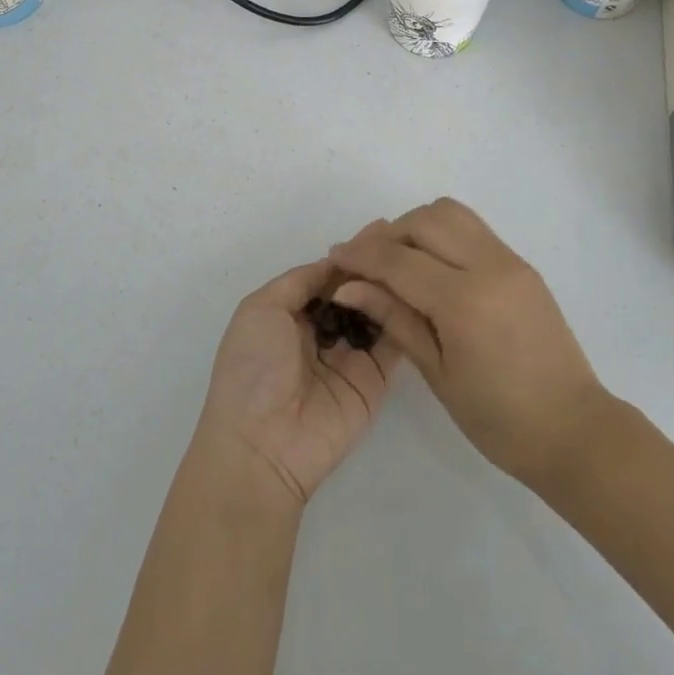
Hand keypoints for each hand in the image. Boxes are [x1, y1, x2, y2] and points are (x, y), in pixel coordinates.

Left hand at [193, 257, 402, 509]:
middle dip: (374, 266)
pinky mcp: (373, 381)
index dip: (348, 255)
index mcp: (290, 314)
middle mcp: (321, 332)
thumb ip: (300, 281)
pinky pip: (392, 343)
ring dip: (391, 287)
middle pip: (354, 291)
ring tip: (416, 258)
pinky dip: (404, 318)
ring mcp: (350, 356)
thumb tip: (334, 259)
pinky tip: (421, 291)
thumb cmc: (253, 368)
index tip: (379, 229)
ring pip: (376, 312)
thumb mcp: (261, 309)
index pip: (327, 276)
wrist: (262, 445)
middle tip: (405, 238)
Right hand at [330, 199, 606, 486]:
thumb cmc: (499, 419)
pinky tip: (432, 267)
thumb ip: (394, 318)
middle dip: (388, 235)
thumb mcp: (437, 373)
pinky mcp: (521, 264)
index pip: (400, 260)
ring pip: (451, 213)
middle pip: (424, 220)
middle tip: (367, 263)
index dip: (361, 255)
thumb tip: (349, 285)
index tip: (334, 257)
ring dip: (417, 226)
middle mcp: (489, 266)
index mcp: (465, 301)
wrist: (574, 430)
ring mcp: (510, 260)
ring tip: (400, 261)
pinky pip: (473, 229)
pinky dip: (443, 234)